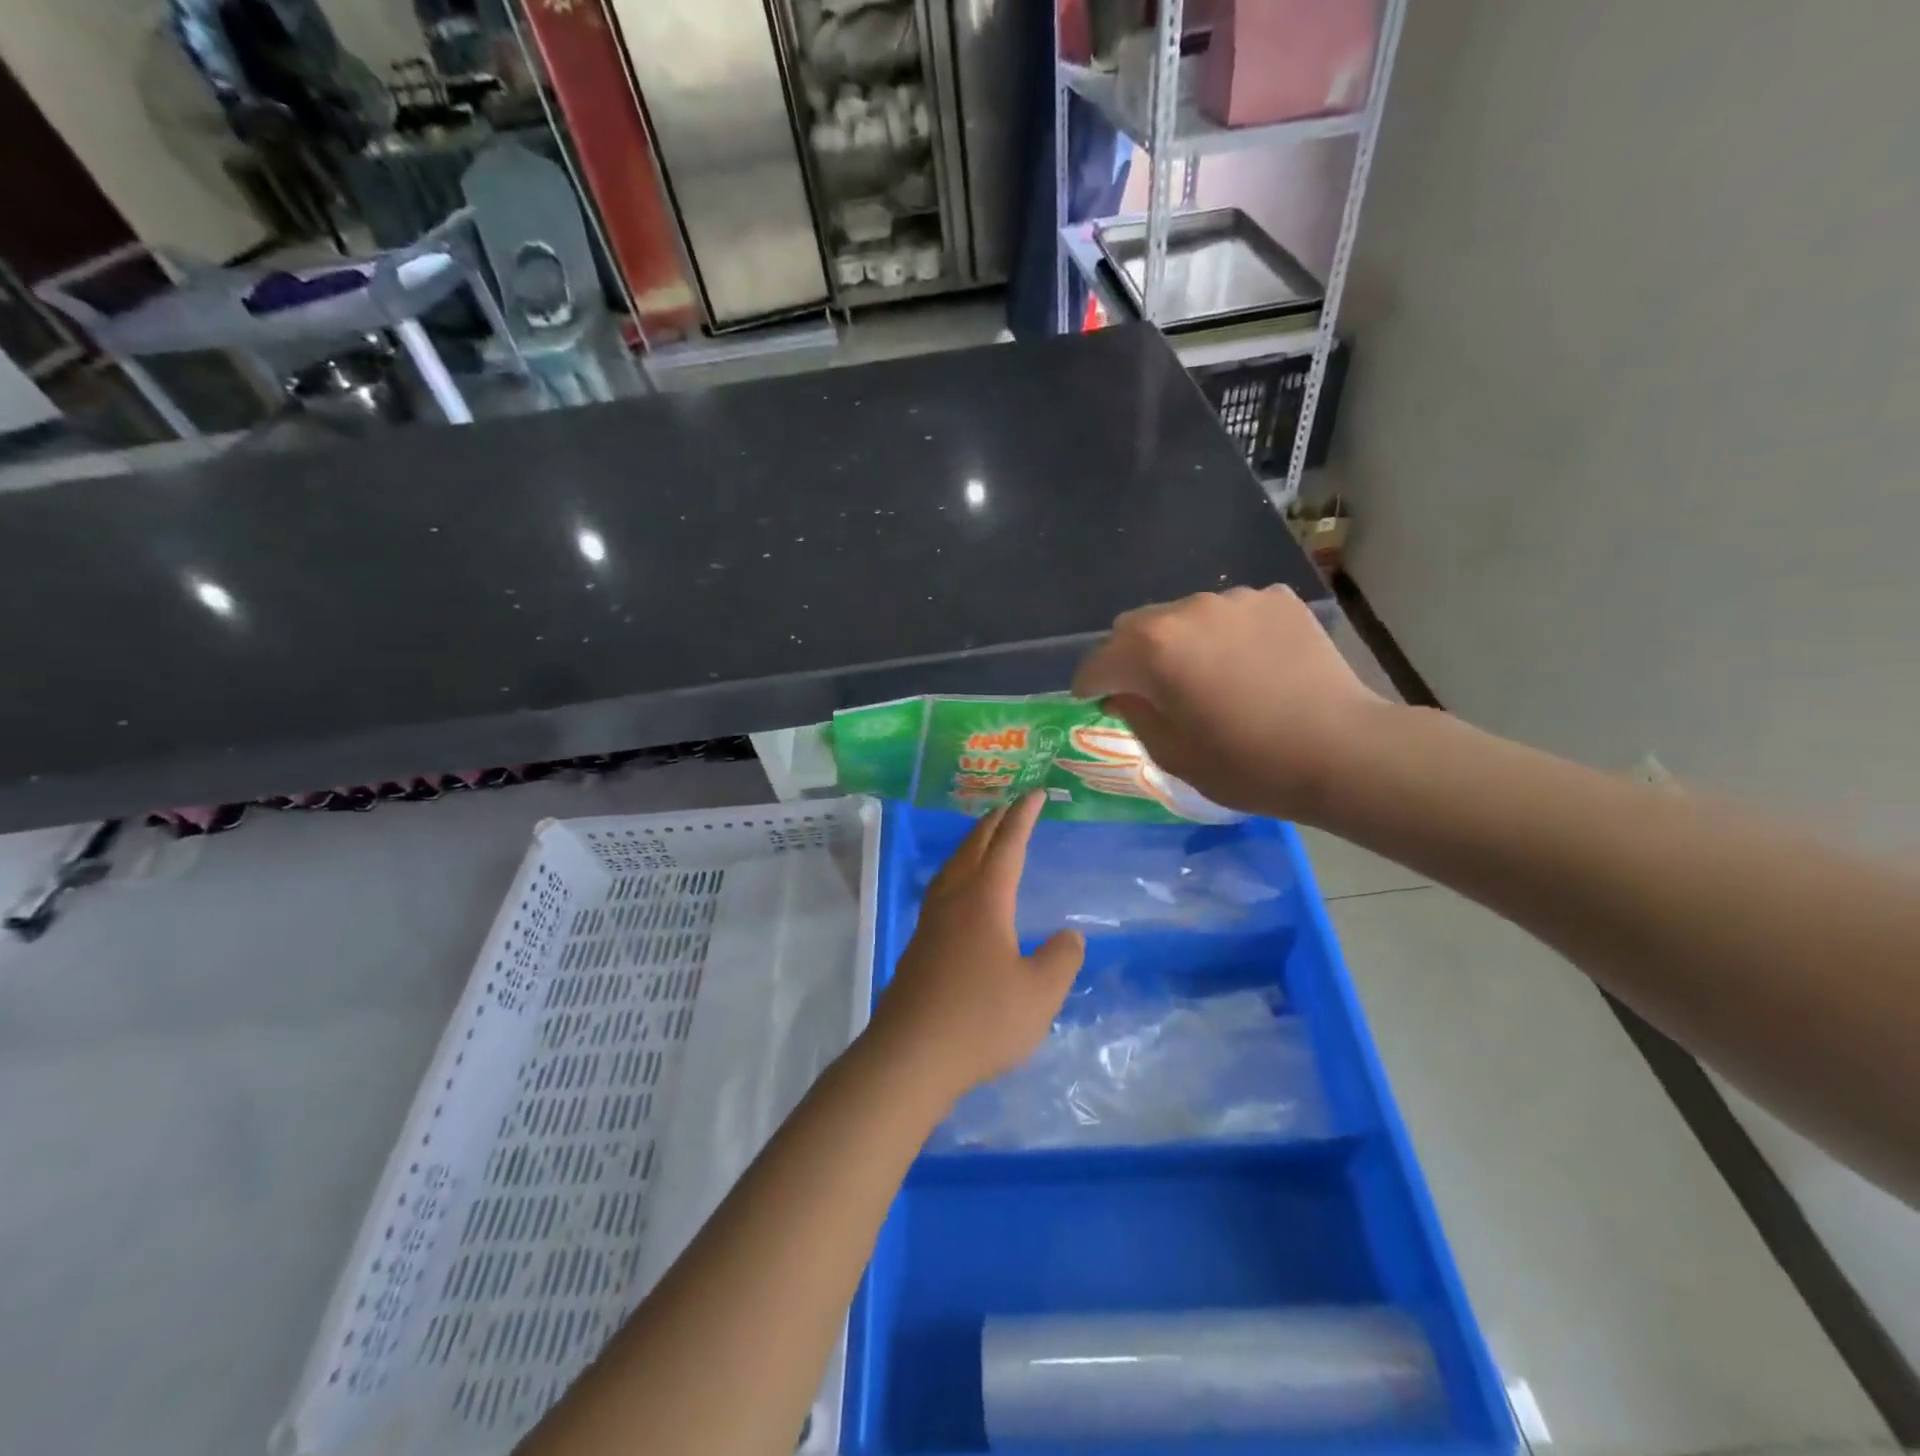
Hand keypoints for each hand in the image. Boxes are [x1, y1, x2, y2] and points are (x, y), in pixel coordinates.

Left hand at [871, 791, 1085, 1101]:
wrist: (910, 1056)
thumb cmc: (981, 1021)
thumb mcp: (1039, 994)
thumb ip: (1060, 960)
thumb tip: (1070, 936)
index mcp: (985, 901)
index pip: (1008, 845)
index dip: (1024, 817)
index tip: (1036, 793)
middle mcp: (953, 901)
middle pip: (973, 848)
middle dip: (995, 823)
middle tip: (1012, 807)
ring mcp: (930, 923)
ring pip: (952, 867)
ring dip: (972, 845)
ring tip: (985, 839)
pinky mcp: (918, 946)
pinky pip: (942, 890)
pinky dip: (959, 872)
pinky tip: (961, 894)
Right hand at [1070, 585, 1392, 822]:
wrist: (1343, 751)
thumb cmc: (1248, 764)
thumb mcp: (1173, 754)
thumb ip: (1134, 714)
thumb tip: (1124, 691)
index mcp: (1152, 648)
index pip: (1098, 662)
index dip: (1090, 686)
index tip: (1097, 703)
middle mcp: (1187, 610)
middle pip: (1135, 627)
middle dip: (1131, 658)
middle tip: (1152, 692)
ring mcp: (1235, 599)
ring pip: (1184, 617)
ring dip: (1181, 643)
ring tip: (1210, 677)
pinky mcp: (1275, 599)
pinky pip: (1230, 615)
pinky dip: (1226, 636)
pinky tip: (1251, 666)